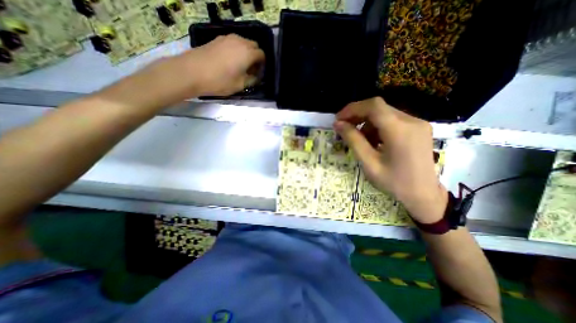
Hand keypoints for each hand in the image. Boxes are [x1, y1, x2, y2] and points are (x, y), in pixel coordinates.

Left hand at [175, 35, 265, 96]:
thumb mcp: (240, 85)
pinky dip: (236, 50)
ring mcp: (227, 38)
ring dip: (246, 52)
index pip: (262, 55)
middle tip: (250, 70)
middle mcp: (239, 41)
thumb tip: (256, 77)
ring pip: (243, 42)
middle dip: (255, 57)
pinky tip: (230, 61)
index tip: (258, 74)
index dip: (262, 65)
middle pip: (254, 46)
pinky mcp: (217, 39)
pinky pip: (233, 42)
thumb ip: (252, 80)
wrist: (191, 72)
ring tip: (240, 66)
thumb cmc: (219, 81)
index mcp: (247, 53)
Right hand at [334, 96, 449, 222]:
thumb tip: (338, 124)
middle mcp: (412, 121)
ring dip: (367, 123)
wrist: (424, 195)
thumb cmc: (394, 182)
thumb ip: (353, 140)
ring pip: (384, 113)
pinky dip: (378, 126)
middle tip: (344, 128)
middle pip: (378, 107)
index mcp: (400, 130)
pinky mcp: (418, 128)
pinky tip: (374, 141)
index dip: (352, 109)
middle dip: (357, 115)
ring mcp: (417, 123)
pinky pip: (392, 120)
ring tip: (360, 140)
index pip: (373, 106)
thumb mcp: (368, 163)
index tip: (338, 119)